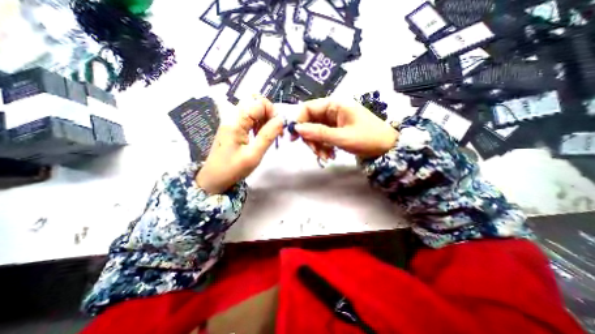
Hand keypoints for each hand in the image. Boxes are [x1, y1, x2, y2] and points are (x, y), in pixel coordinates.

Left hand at [197, 97, 283, 193]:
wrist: (214, 178)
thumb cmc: (233, 169)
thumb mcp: (253, 155)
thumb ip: (268, 136)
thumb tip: (281, 120)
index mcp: (236, 122)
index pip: (258, 102)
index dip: (272, 112)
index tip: (278, 128)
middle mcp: (232, 116)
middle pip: (255, 102)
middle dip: (269, 113)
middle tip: (275, 130)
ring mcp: (232, 120)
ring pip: (253, 109)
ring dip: (265, 118)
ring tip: (269, 134)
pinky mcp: (233, 126)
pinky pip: (249, 117)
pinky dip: (259, 122)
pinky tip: (260, 134)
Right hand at [292, 97, 398, 159]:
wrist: (387, 147)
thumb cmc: (368, 139)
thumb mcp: (342, 137)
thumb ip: (319, 133)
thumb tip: (297, 128)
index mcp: (335, 105)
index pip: (308, 108)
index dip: (298, 121)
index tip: (293, 138)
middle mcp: (332, 110)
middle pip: (310, 122)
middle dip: (311, 139)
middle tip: (316, 153)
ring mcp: (334, 121)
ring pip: (315, 131)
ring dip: (318, 146)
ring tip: (327, 157)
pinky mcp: (336, 130)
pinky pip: (323, 137)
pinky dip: (324, 147)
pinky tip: (330, 155)